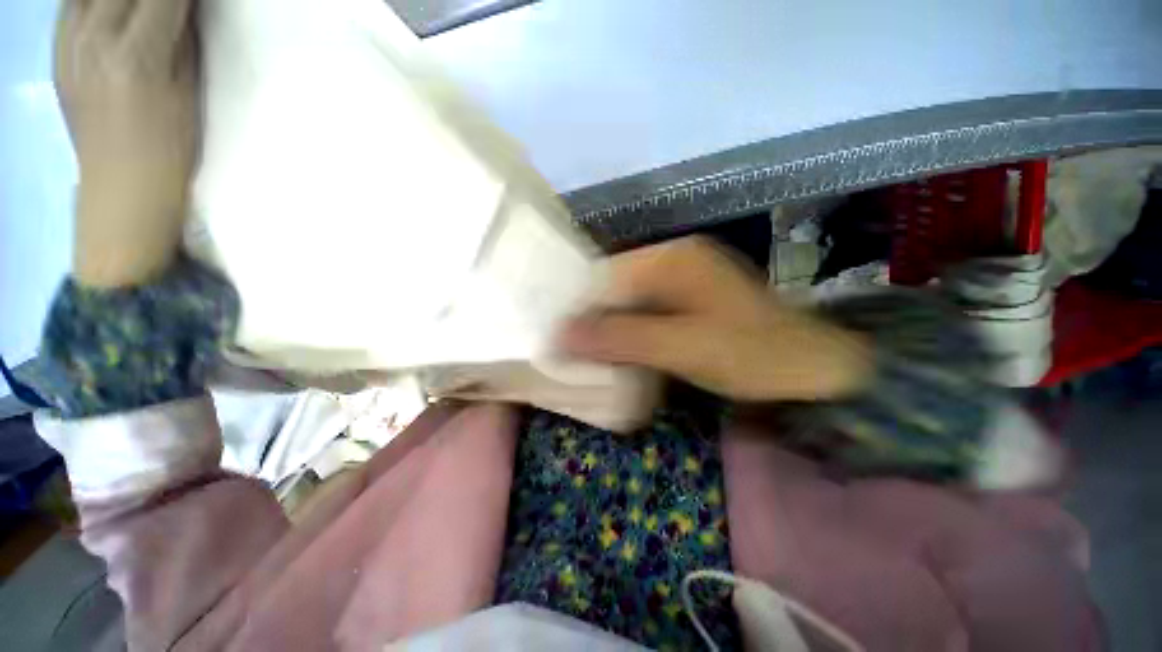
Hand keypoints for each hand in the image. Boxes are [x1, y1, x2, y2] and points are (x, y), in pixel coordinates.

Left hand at [56, 0, 199, 286]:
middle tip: (166, 5)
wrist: (121, 187)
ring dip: (119, 0)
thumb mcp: (187, 92)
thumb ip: (180, 39)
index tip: (196, 2)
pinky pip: (71, 5)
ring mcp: (69, 43)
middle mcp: (96, 38)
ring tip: (136, 9)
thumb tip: (182, 6)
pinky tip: (106, 11)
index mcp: (137, 54)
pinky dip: (92, 3)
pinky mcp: (58, 52)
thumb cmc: (169, 147)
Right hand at [559, 237, 872, 401]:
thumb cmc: (750, 353)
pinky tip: (619, 351)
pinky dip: (628, 332)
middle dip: (591, 319)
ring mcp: (681, 280)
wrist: (811, 369)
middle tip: (567, 350)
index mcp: (670, 258)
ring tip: (586, 354)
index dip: (577, 307)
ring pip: (627, 301)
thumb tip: (562, 335)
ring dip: (608, 328)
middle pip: (613, 287)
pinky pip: (643, 313)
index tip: (556, 338)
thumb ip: (621, 337)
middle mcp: (672, 259)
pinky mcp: (687, 301)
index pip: (603, 276)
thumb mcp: (681, 346)